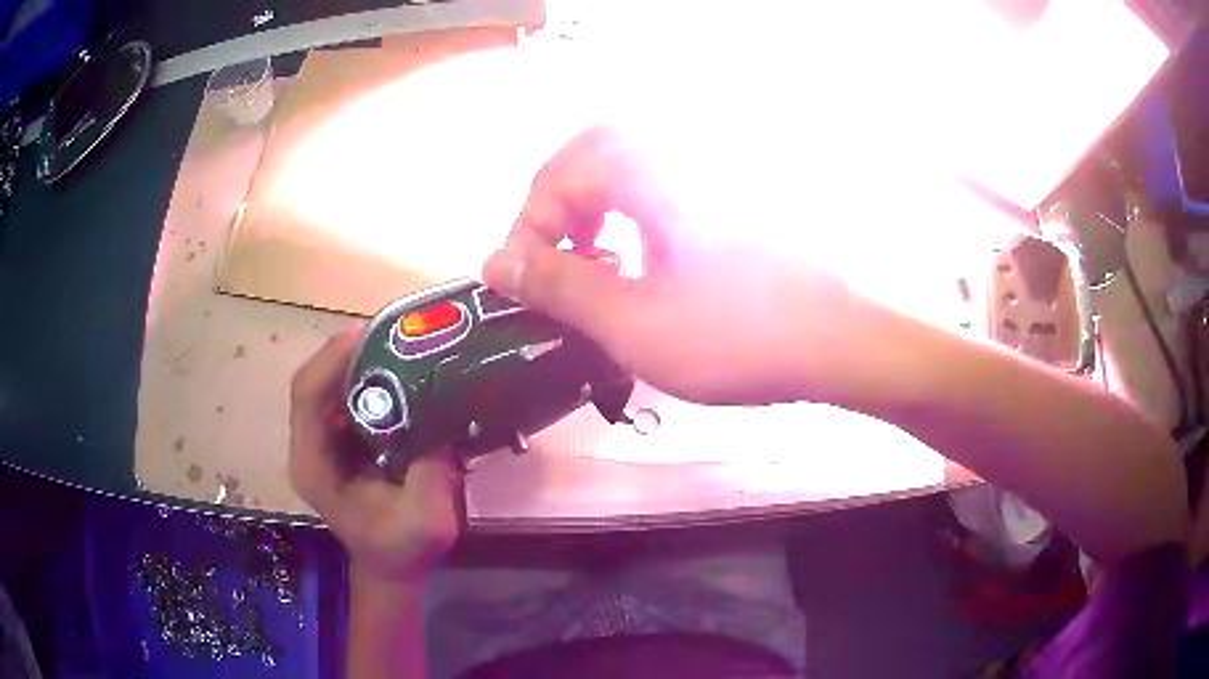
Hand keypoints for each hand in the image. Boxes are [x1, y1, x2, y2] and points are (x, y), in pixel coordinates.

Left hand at [289, 325, 462, 581]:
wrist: (392, 567)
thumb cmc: (403, 549)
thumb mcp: (427, 522)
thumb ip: (431, 474)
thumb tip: (443, 417)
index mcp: (314, 466)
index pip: (307, 397)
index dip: (332, 360)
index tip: (370, 335)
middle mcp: (310, 445)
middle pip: (315, 380)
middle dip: (350, 350)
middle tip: (395, 331)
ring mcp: (323, 439)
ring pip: (331, 381)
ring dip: (361, 357)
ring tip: (401, 340)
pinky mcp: (341, 436)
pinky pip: (348, 392)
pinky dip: (371, 374)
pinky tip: (401, 367)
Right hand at [483, 126, 889, 405]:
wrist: (842, 338)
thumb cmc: (737, 333)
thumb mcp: (632, 322)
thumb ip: (556, 286)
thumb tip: (495, 263)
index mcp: (647, 165)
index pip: (554, 179)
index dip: (526, 233)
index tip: (521, 286)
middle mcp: (678, 145)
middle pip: (589, 155)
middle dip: (559, 210)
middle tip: (555, 263)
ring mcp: (714, 161)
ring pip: (628, 164)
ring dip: (596, 207)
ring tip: (596, 261)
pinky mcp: (736, 185)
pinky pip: (666, 179)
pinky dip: (637, 210)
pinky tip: (647, 255)